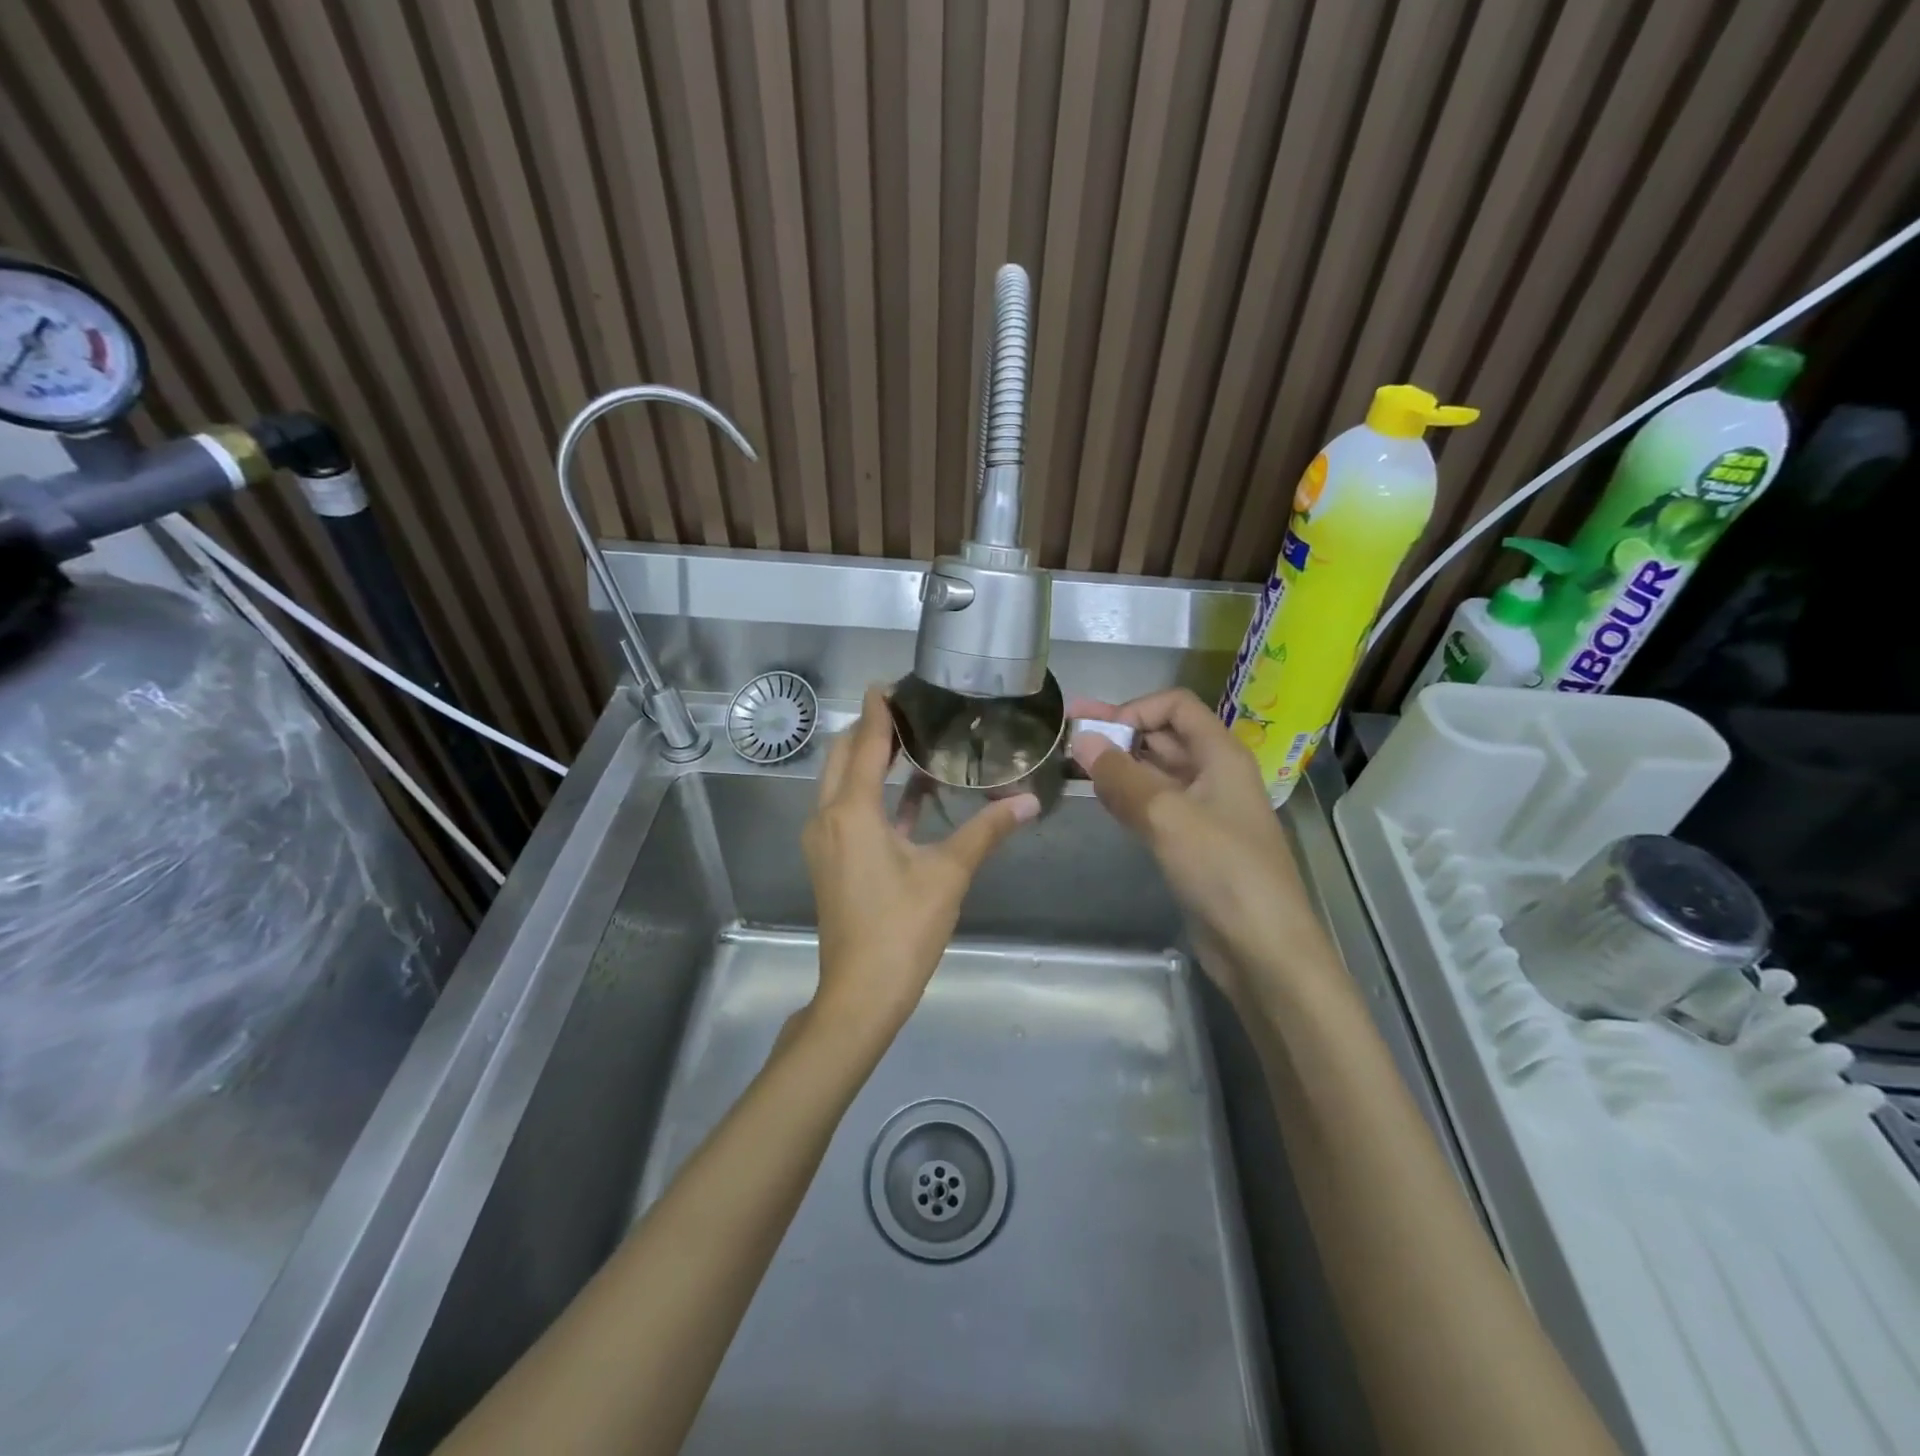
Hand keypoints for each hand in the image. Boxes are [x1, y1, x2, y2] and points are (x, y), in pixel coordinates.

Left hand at [803, 688, 1038, 1036]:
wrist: (860, 992)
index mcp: (852, 811)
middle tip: (908, 710)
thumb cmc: (903, 929)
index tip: (889, 682)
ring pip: (840, 782)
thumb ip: (987, 831)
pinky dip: (870, 794)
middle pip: (843, 756)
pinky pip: (845, 809)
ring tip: (910, 744)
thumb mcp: (949, 875)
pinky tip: (909, 797)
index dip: (878, 710)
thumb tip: (1029, 802)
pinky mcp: (829, 859)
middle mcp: (827, 816)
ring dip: (868, 761)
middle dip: (871, 730)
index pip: (864, 744)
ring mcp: (823, 840)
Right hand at [1070, 689, 1328, 1007]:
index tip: (1094, 730)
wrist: (1261, 948)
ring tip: (1070, 764)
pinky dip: (1125, 796)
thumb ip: (1121, 776)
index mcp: (1220, 755)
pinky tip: (1097, 798)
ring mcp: (1202, 810)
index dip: (1135, 709)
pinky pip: (1153, 805)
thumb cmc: (1222, 870)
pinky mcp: (1191, 843)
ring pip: (1154, 773)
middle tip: (1065, 734)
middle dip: (1117, 732)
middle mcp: (1213, 775)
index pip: (1176, 706)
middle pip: (1163, 736)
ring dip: (1117, 764)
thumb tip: (1081, 740)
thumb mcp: (1168, 816)